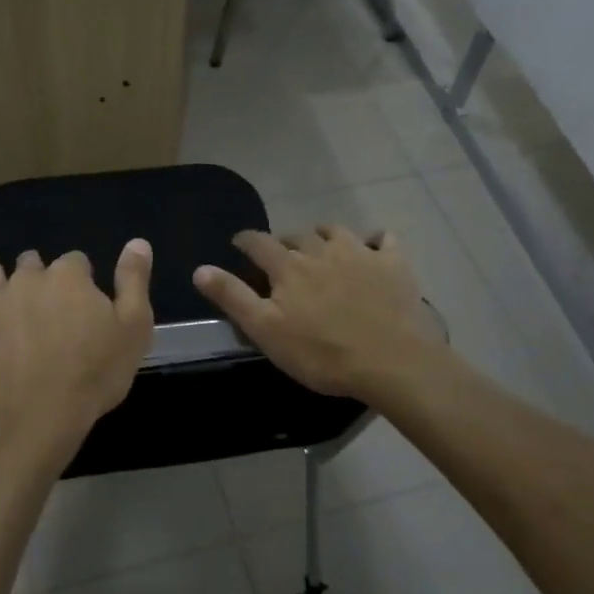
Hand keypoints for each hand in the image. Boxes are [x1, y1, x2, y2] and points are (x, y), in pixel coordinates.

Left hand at [0, 242, 154, 455]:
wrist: (42, 416)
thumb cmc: (95, 374)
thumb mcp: (133, 328)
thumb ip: (134, 281)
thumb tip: (137, 242)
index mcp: (69, 276)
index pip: (76, 262)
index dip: (81, 280)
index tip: (83, 302)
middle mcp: (28, 277)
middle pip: (33, 264)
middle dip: (38, 275)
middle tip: (42, 302)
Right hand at [193, 227, 441, 400]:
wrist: (391, 361)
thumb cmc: (321, 353)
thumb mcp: (266, 331)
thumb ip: (232, 297)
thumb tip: (200, 269)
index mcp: (288, 267)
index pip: (259, 243)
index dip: (246, 240)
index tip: (239, 243)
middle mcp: (321, 250)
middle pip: (297, 236)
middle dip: (284, 243)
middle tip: (281, 258)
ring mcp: (360, 253)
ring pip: (336, 232)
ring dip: (323, 236)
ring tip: (320, 249)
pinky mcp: (393, 265)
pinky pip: (384, 240)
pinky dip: (374, 241)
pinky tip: (373, 249)